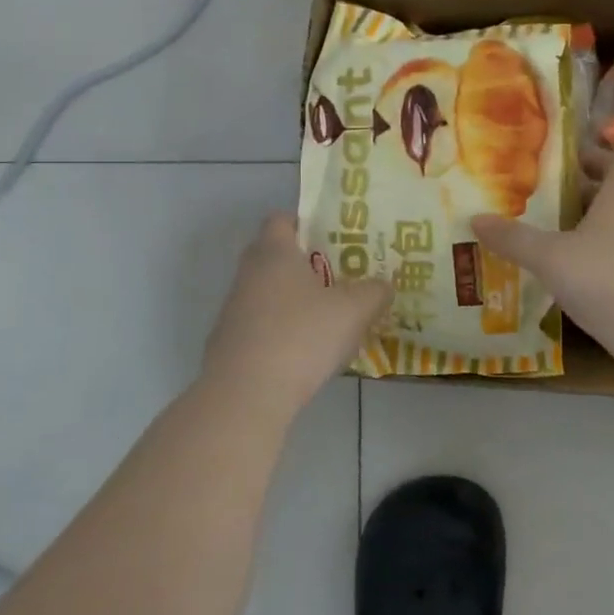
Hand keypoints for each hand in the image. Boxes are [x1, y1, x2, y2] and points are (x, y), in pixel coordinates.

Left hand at [202, 214, 392, 404]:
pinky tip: (307, 353)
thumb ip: (374, 292)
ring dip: (295, 301)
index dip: (307, 223)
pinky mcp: (230, 343)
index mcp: (274, 252)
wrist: (246, 395)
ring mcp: (234, 309)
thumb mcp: (354, 310)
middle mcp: (248, 273)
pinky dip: (282, 331)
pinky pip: (262, 325)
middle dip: (307, 265)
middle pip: (275, 256)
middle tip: (342, 277)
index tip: (334, 239)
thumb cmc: (302, 336)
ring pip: (269, 293)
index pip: (281, 219)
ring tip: (330, 318)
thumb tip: (383, 286)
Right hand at [472, 154, 613, 342]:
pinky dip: (610, 255)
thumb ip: (513, 238)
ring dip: (598, 227)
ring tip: (562, 239)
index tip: (566, 166)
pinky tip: (585, 275)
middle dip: (586, 195)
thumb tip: (475, 219)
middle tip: (551, 204)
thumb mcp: (548, 256)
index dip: (593, 158)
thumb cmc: (602, 277)